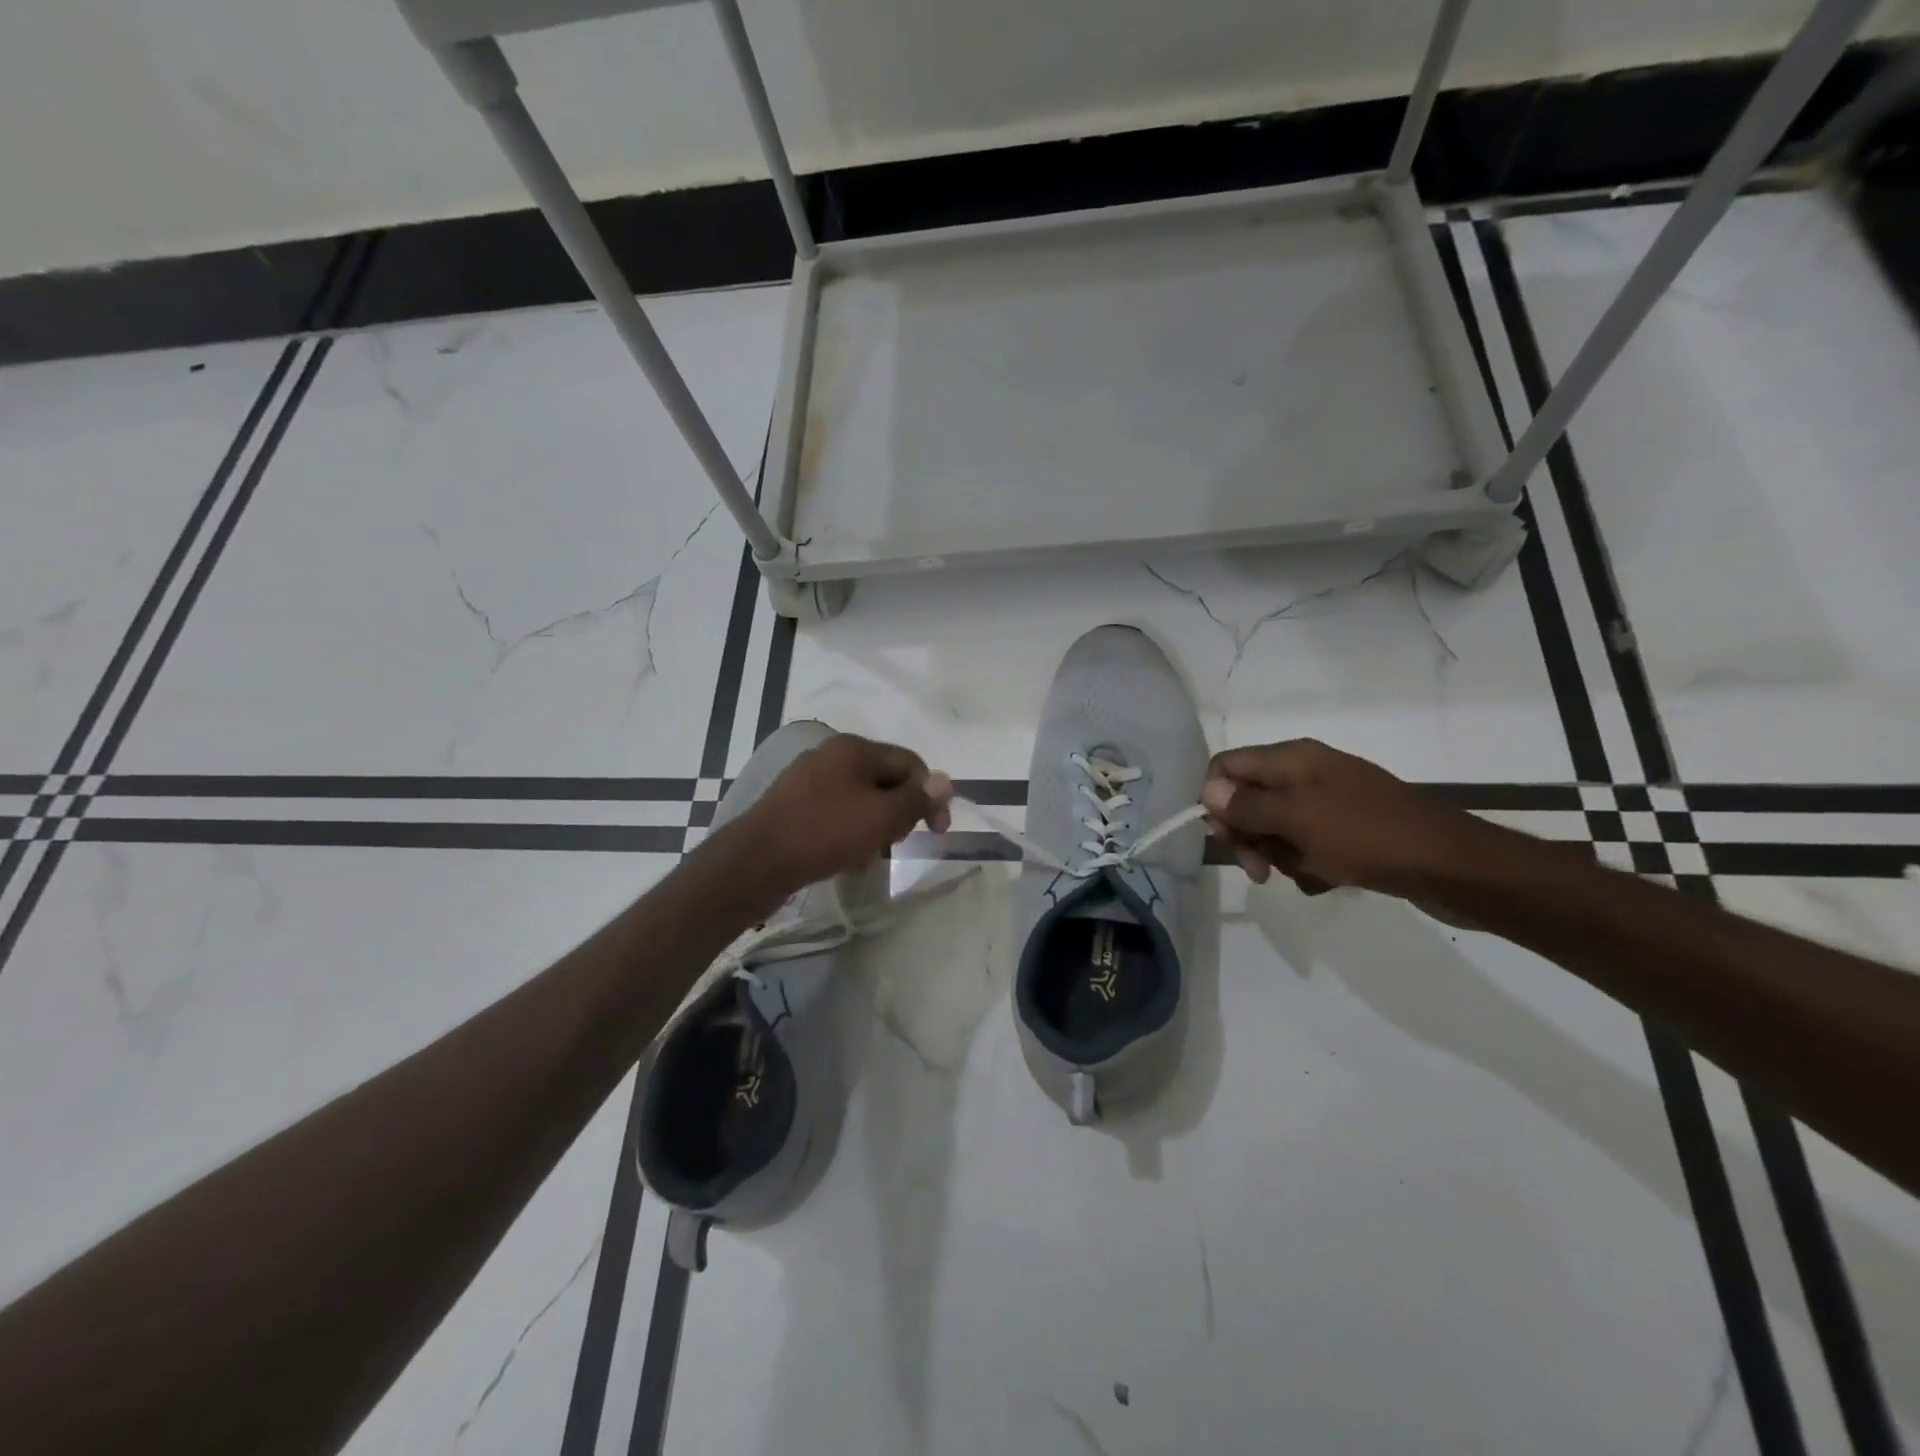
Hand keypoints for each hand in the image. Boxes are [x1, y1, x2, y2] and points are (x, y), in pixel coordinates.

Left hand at [731, 733, 952, 896]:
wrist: (755, 862)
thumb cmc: (825, 832)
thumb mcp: (881, 816)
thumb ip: (917, 798)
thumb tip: (945, 780)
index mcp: (854, 748)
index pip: (910, 762)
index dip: (930, 794)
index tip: (938, 831)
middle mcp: (831, 755)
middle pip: (885, 779)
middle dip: (901, 810)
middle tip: (899, 842)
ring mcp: (809, 780)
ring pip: (861, 799)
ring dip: (876, 824)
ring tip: (872, 854)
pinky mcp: (794, 805)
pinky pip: (837, 813)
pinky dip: (850, 831)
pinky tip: (848, 858)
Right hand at [1200, 739, 1488, 898]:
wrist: (1452, 865)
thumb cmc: (1367, 836)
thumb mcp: (1298, 820)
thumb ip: (1247, 805)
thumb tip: (1206, 789)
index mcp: (1291, 759)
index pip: (1226, 767)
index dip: (1215, 801)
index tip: (1228, 839)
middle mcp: (1305, 773)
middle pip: (1248, 800)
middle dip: (1249, 837)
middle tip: (1261, 871)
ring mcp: (1328, 802)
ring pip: (1276, 828)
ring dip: (1281, 856)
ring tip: (1309, 873)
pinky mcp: (1347, 830)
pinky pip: (1307, 845)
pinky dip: (1309, 865)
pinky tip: (1329, 880)